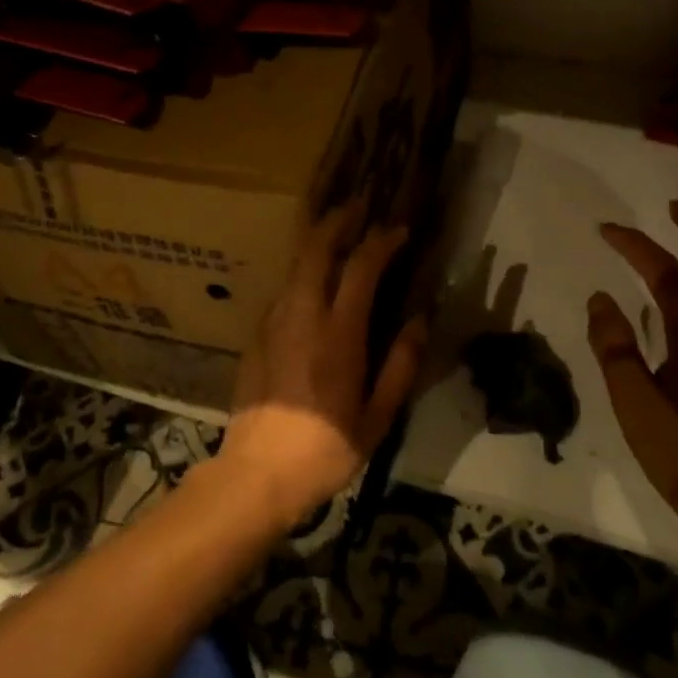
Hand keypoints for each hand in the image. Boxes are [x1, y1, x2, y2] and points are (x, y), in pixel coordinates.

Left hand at [218, 202, 426, 528]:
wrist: (258, 472)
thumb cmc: (326, 448)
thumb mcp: (378, 416)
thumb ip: (401, 364)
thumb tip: (421, 320)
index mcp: (338, 333)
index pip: (361, 268)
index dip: (381, 241)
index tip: (399, 229)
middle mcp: (303, 315)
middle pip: (316, 249)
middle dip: (338, 220)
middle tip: (359, 205)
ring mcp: (274, 321)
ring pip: (295, 264)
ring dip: (317, 240)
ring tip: (338, 230)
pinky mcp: (257, 334)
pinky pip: (284, 289)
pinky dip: (303, 271)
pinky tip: (314, 280)